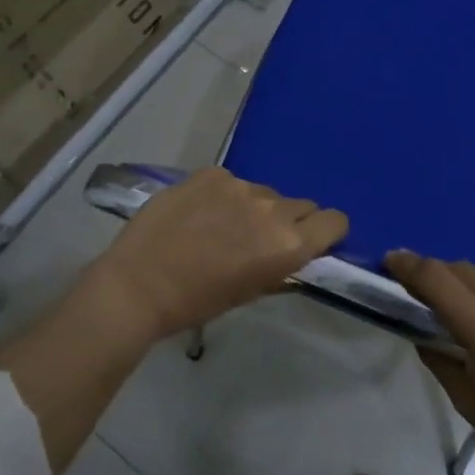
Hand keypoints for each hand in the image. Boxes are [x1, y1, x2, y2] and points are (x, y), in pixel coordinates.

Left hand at [85, 168, 347, 342]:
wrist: (139, 283)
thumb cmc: (197, 301)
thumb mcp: (249, 293)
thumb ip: (280, 268)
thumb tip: (294, 255)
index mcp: (288, 244)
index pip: (334, 221)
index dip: (326, 231)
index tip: (311, 241)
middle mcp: (272, 209)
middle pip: (301, 204)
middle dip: (289, 220)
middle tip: (259, 239)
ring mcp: (240, 186)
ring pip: (264, 193)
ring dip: (254, 208)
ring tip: (221, 227)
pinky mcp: (211, 173)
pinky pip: (231, 182)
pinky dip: (223, 196)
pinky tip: (198, 214)